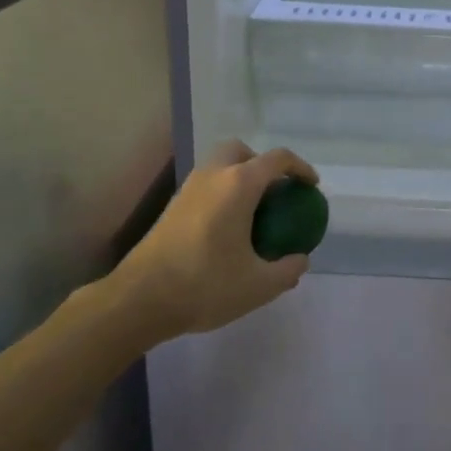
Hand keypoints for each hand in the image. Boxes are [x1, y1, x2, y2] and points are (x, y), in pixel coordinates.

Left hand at [111, 141, 317, 339]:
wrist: (139, 299)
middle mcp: (213, 176)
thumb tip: (300, 259)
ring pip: (219, 166)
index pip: (277, 159)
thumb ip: (287, 270)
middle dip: (262, 164)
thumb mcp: (258, 286)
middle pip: (241, 151)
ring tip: (254, 213)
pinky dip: (222, 193)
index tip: (311, 186)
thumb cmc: (204, 285)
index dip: (300, 168)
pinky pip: (205, 185)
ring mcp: (188, 189)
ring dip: (239, 178)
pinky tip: (227, 229)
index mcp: (238, 185)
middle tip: (276, 193)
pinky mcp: (172, 206)